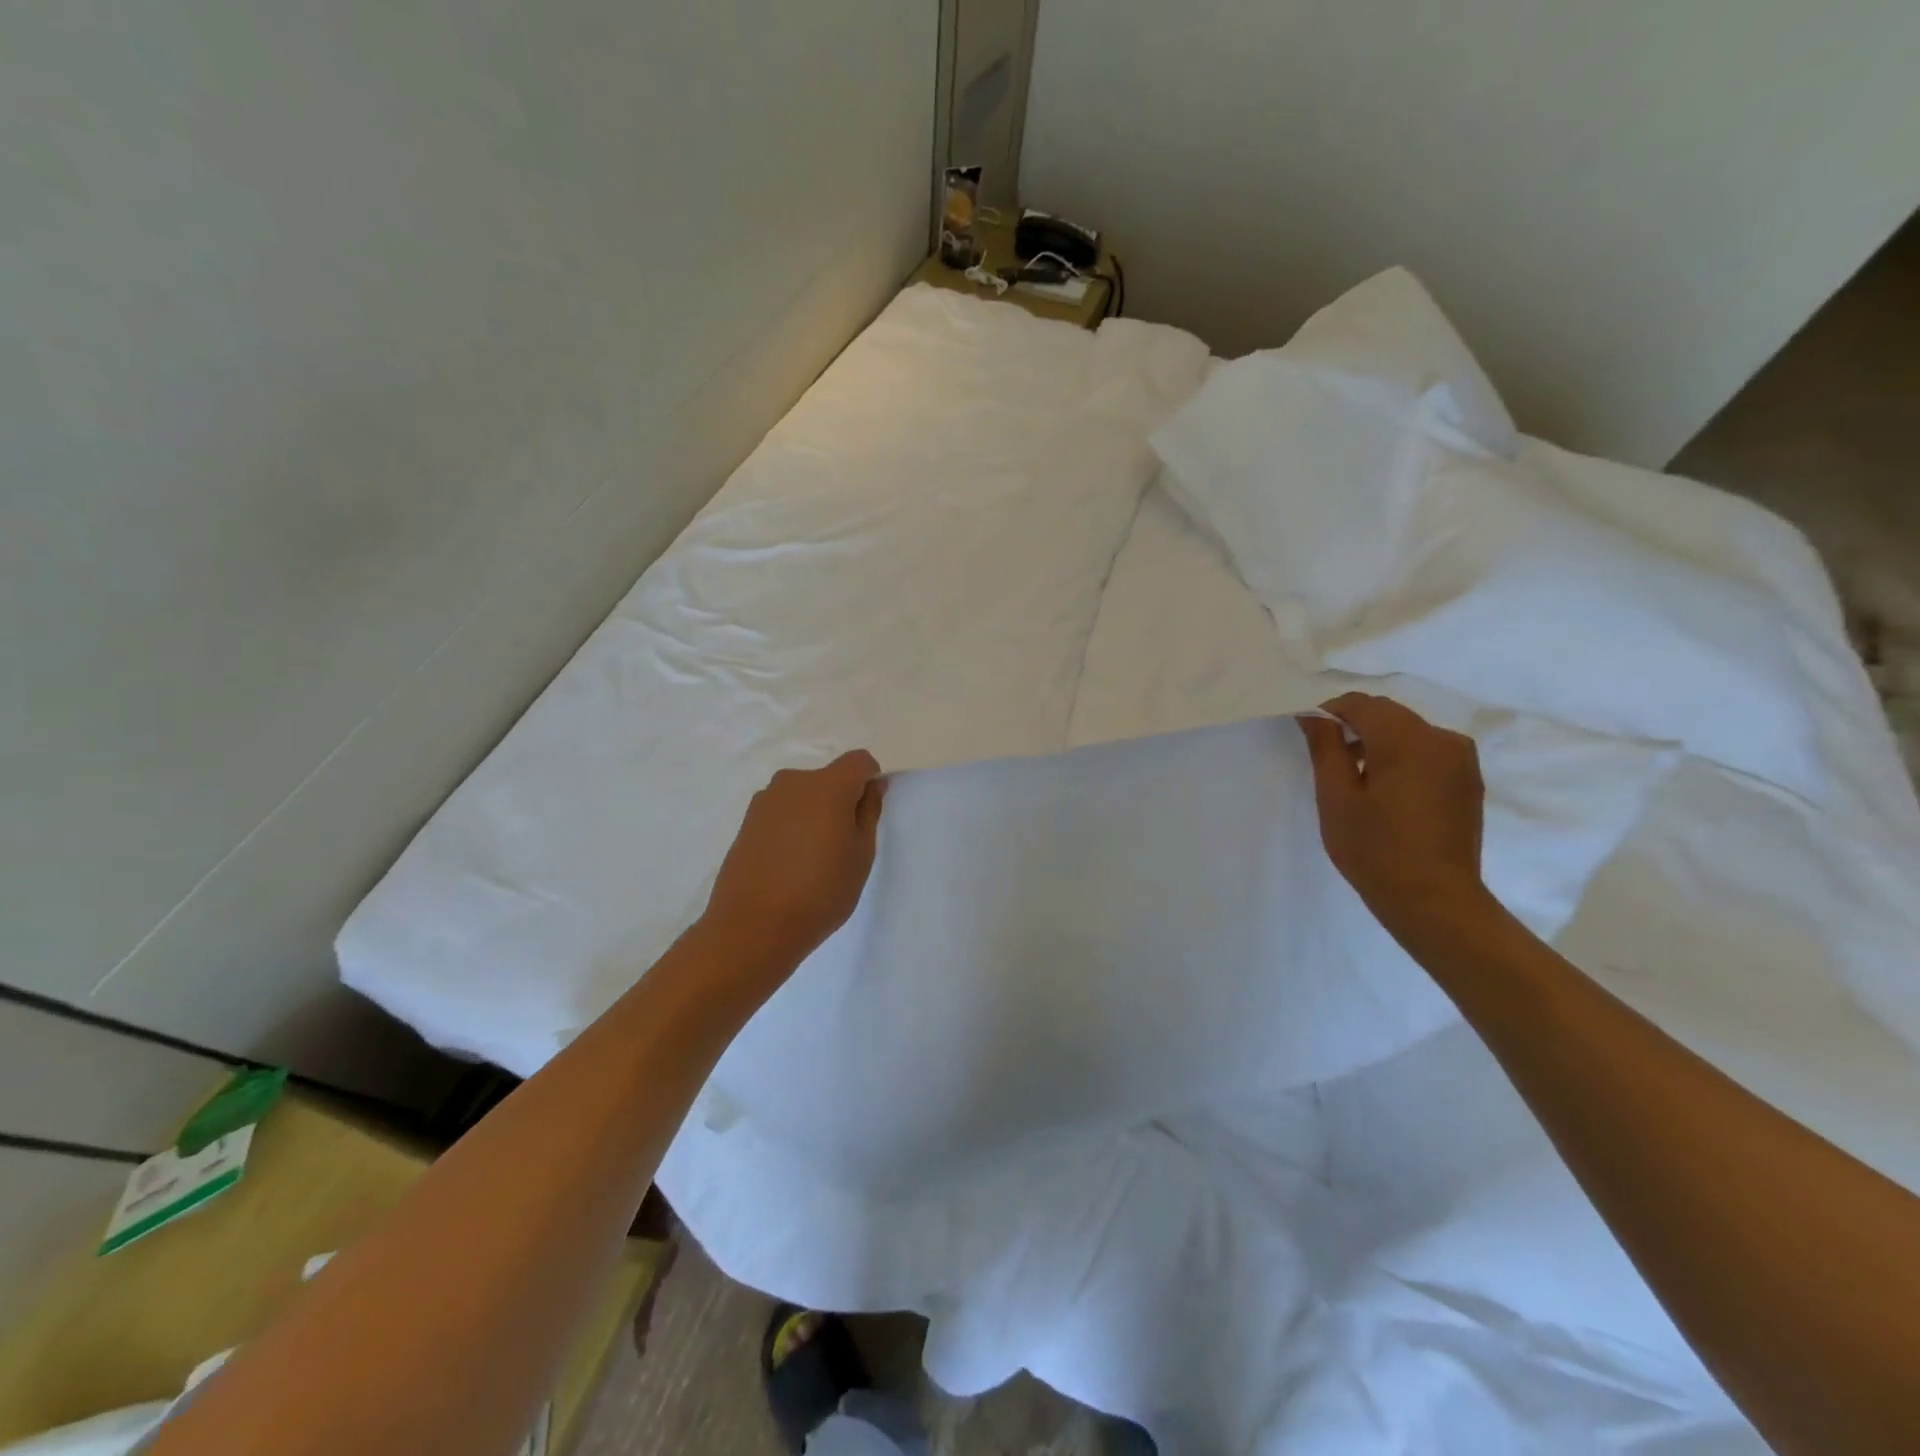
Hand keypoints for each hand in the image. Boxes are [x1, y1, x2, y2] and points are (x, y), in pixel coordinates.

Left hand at [700, 750, 887, 977]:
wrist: (752, 927)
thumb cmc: (820, 892)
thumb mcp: (861, 855)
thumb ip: (868, 812)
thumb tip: (872, 785)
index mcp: (828, 785)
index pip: (859, 761)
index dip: (869, 781)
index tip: (866, 815)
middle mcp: (793, 782)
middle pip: (828, 778)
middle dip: (840, 801)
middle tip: (841, 845)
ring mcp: (765, 801)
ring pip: (803, 796)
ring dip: (813, 815)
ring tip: (811, 860)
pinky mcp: (746, 822)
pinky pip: (781, 813)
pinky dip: (791, 828)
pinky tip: (788, 865)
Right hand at [1299, 693, 1490, 941]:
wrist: (1434, 900)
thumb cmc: (1375, 849)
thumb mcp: (1336, 797)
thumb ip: (1325, 747)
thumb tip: (1314, 715)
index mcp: (1407, 739)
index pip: (1361, 704)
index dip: (1329, 712)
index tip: (1308, 734)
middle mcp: (1442, 738)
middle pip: (1388, 714)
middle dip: (1355, 726)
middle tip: (1328, 758)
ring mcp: (1462, 760)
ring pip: (1409, 732)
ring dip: (1379, 742)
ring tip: (1356, 778)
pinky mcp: (1468, 780)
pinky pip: (1428, 752)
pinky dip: (1402, 758)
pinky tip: (1386, 791)